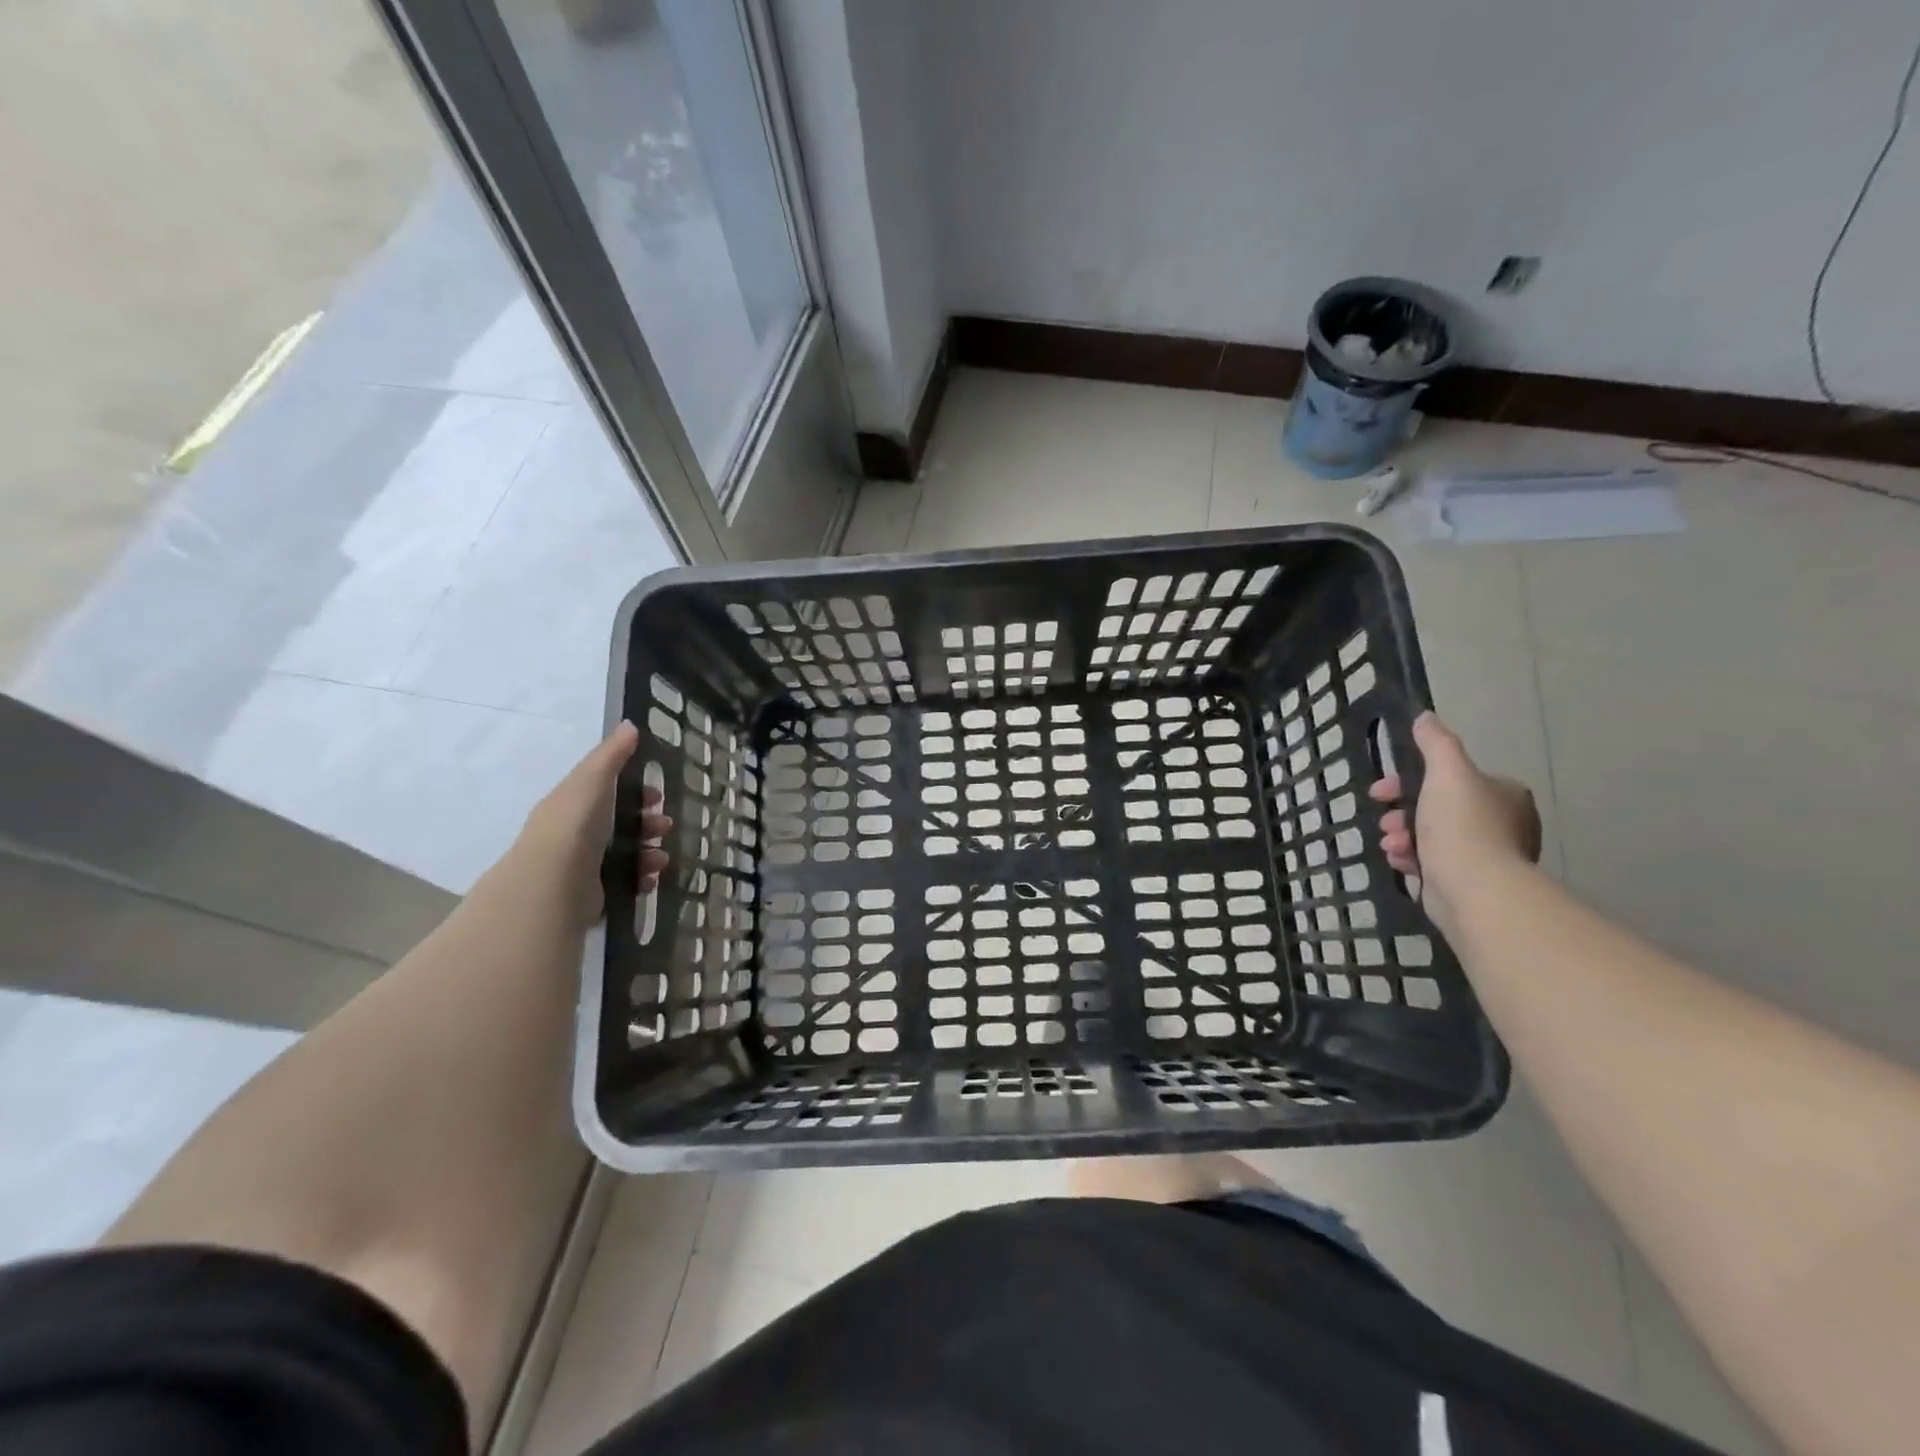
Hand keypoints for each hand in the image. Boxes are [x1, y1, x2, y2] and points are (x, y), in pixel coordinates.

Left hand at [509, 721, 670, 930]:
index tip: (656, 796)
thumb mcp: (593, 779)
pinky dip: (641, 877)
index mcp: (572, 804)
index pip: (607, 792)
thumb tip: (630, 724)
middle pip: (621, 823)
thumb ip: (612, 754)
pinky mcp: (592, 893)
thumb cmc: (575, 824)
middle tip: (665, 826)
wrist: (554, 882)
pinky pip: (625, 882)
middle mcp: (575, 834)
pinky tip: (649, 877)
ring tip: (660, 858)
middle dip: (649, 823)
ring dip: (649, 852)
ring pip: (627, 853)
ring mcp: (583, 865)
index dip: (635, 791)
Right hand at [1368, 712, 1540, 931]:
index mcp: (1504, 794)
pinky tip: (1400, 861)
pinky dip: (1411, 859)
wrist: (1474, 889)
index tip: (1381, 790)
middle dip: (1402, 812)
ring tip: (1391, 845)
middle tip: (1385, 820)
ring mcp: (1487, 855)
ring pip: (1430, 836)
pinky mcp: (1468, 882)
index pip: (1451, 778)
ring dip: (1402, 836)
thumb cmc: (1462, 826)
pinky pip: (1432, 862)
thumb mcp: (1446, 772)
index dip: (1409, 779)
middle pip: (1437, 807)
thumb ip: (1435, 743)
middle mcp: (1503, 823)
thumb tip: (1425, 717)